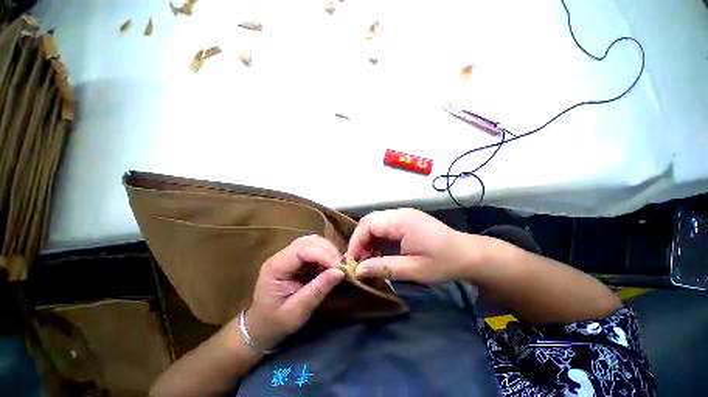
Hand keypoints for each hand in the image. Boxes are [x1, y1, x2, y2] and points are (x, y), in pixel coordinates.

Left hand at [246, 235, 344, 350]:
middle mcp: (280, 256)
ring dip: (327, 249)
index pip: (301, 250)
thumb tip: (340, 272)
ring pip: (311, 241)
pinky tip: (330, 263)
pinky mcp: (294, 259)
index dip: (322, 254)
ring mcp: (287, 255)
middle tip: (342, 264)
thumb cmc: (276, 322)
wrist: (261, 326)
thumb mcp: (297, 312)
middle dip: (327, 249)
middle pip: (307, 241)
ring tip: (337, 263)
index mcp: (275, 267)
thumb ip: (318, 290)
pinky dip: (325, 253)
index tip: (339, 266)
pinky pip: (313, 248)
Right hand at [348, 209, 476, 282]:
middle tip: (359, 260)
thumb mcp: (414, 269)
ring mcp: (404, 215)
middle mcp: (400, 213)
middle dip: (360, 240)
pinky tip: (380, 251)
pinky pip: (385, 226)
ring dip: (368, 239)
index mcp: (401, 221)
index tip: (353, 261)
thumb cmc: (443, 262)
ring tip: (368, 258)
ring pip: (376, 222)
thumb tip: (359, 271)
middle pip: (370, 221)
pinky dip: (378, 238)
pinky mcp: (407, 220)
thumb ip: (384, 267)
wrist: (469, 255)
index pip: (368, 224)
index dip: (356, 241)